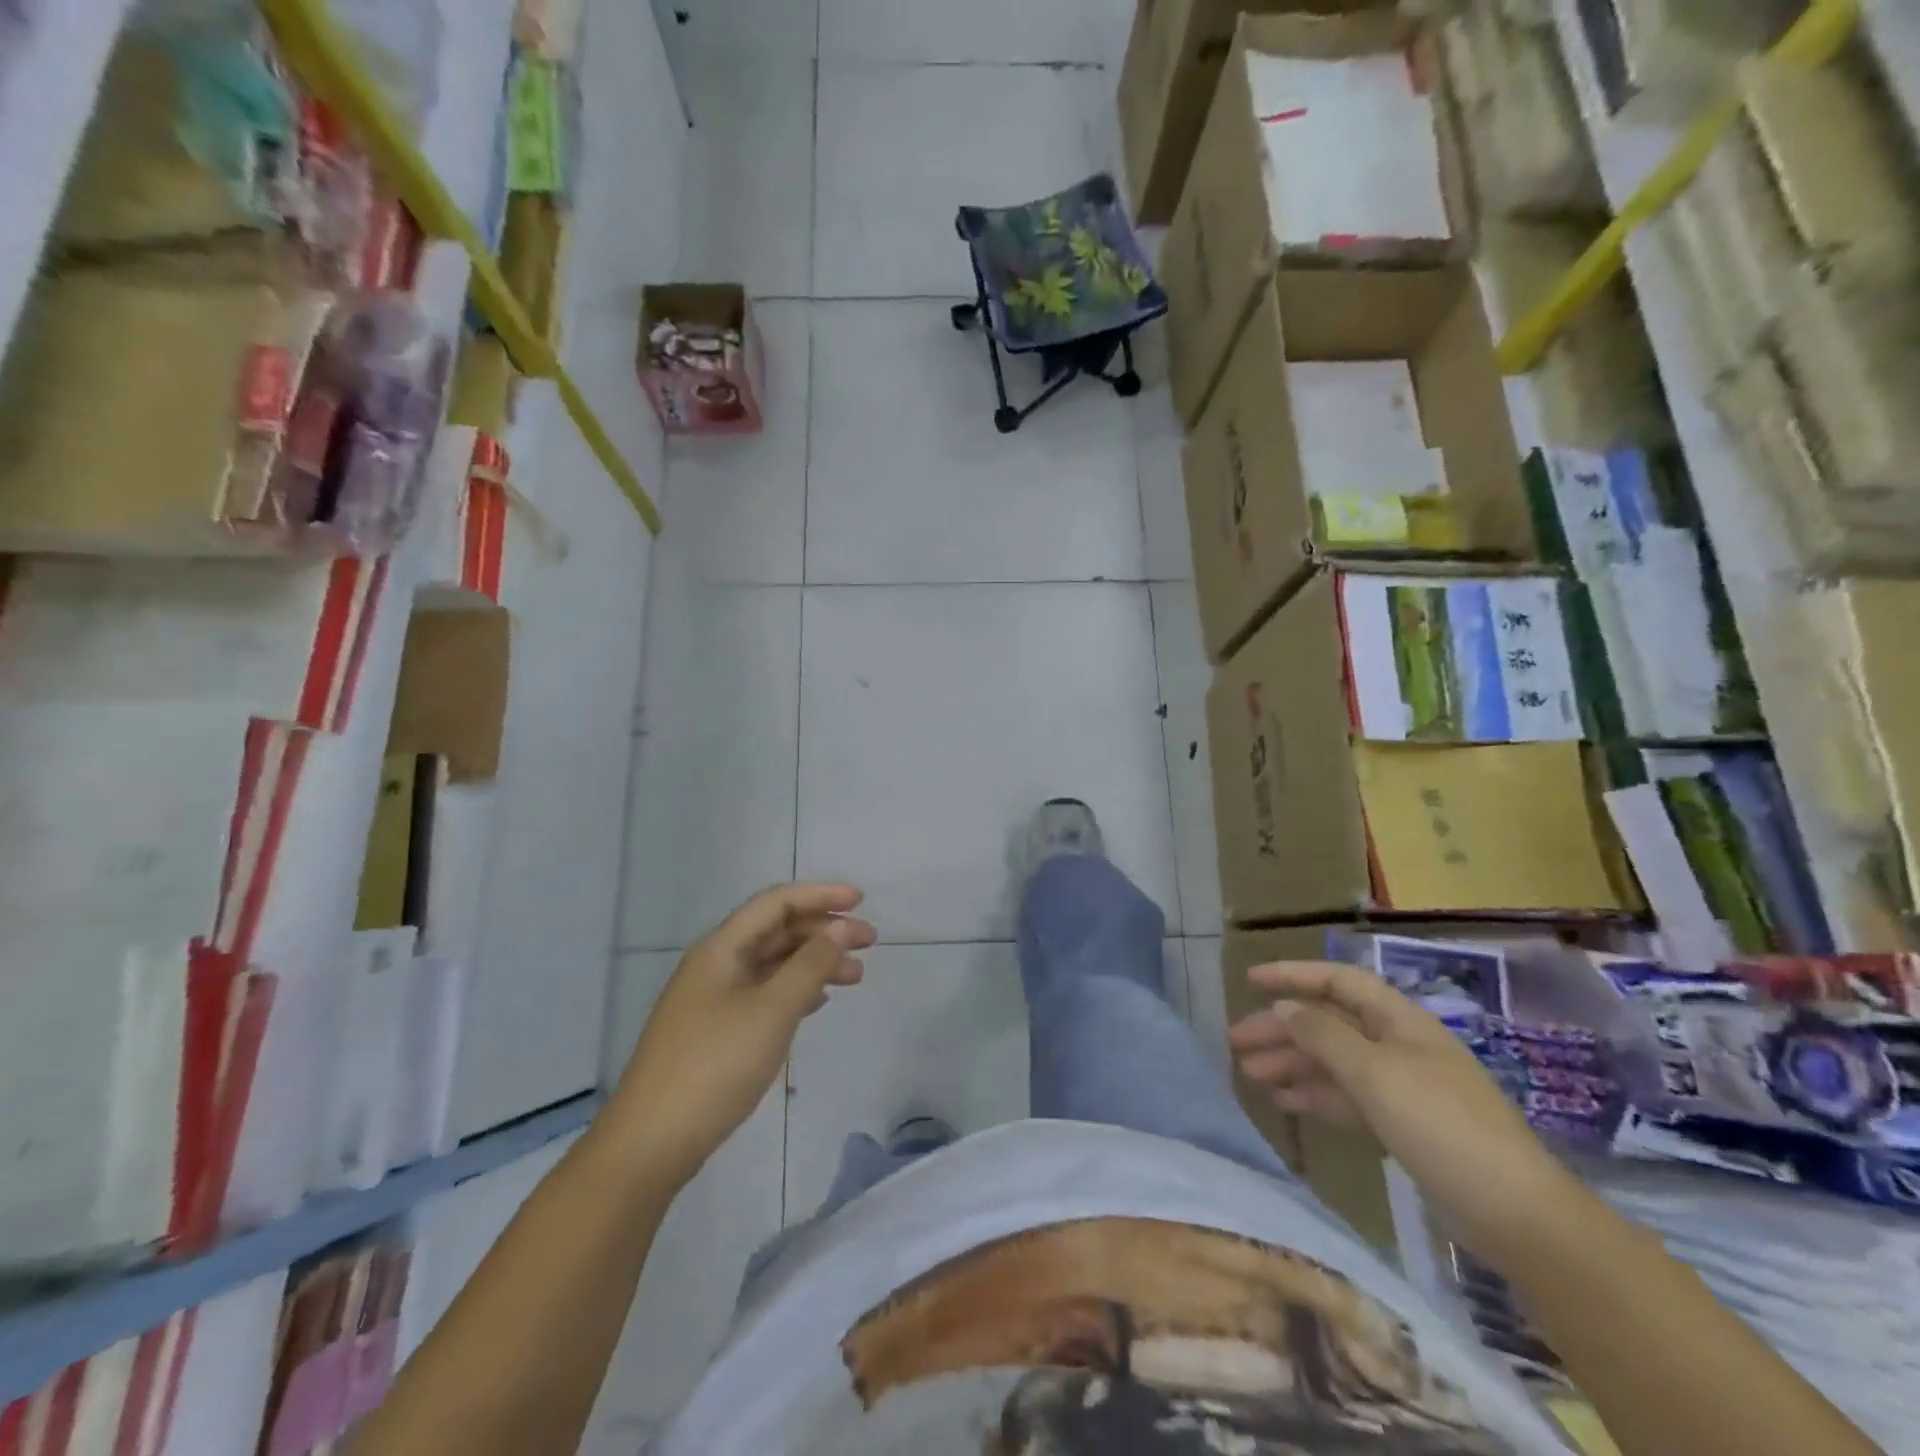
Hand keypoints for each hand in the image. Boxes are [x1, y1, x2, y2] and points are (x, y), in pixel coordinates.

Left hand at [606, 884, 876, 1187]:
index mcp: (721, 949)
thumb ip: (811, 964)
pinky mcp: (715, 1032)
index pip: (775, 903)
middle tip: (869, 942)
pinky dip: (796, 991)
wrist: (651, 1143)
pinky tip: (819, 1002)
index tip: (861, 901)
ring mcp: (713, 1000)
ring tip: (856, 977)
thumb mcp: (772, 1010)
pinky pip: (764, 994)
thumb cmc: (715, 1066)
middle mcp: (715, 965)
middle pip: (776, 931)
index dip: (819, 895)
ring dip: (814, 963)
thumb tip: (841, 927)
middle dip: (823, 931)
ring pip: (772, 965)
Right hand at [1229, 961, 1584, 1256]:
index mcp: (1399, 1021)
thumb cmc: (1441, 1126)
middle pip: (1329, 1024)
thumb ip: (1323, 1036)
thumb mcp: (1374, 1074)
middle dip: (1282, 1029)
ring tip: (1250, 1076)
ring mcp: (1402, 1087)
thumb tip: (1284, 1007)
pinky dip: (1315, 1096)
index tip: (1249, 982)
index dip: (1293, 976)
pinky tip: (1285, 1103)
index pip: (1338, 982)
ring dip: (1292, 1064)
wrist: (1516, 1215)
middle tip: (1236, 1043)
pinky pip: (1347, 1098)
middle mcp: (1398, 1046)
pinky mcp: (1404, 1126)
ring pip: (1334, 1062)